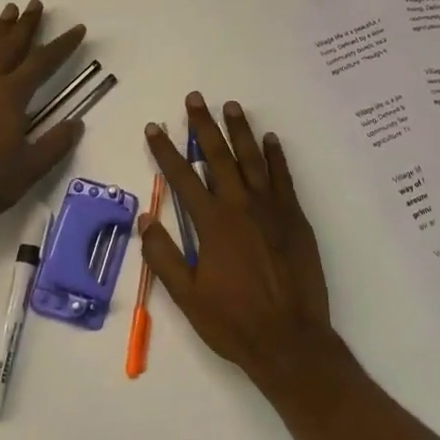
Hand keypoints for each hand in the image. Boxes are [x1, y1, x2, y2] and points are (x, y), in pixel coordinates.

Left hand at [0, 1, 86, 229]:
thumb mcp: (31, 168)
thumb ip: (55, 144)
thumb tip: (76, 123)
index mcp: (11, 97)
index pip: (42, 63)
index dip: (62, 45)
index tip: (77, 28)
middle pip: (10, 47)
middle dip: (26, 25)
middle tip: (35, 3)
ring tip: (8, 9)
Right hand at [140, 94, 336, 394]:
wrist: (291, 341)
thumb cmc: (233, 321)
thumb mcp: (186, 296)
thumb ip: (163, 255)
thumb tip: (144, 218)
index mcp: (212, 223)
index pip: (182, 177)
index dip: (165, 150)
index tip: (154, 127)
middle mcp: (240, 206)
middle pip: (218, 156)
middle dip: (203, 126)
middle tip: (195, 98)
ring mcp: (271, 209)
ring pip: (252, 159)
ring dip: (240, 131)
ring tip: (231, 105)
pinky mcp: (295, 218)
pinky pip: (283, 178)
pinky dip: (276, 156)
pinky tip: (270, 139)